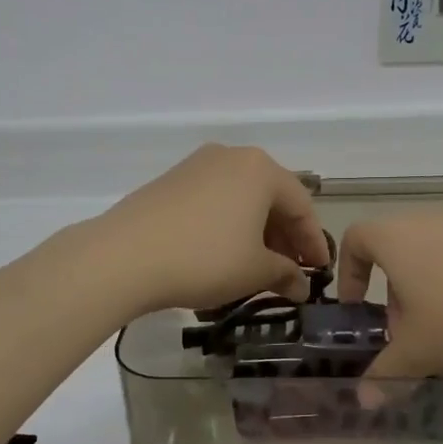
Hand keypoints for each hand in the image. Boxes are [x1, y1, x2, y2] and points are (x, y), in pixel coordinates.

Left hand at [93, 145, 331, 313]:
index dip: (313, 243)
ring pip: (240, 198)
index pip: (301, 206)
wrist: (124, 256)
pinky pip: (213, 201)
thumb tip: (300, 286)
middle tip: (289, 272)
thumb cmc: (204, 259)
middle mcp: (230, 157)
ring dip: (255, 231)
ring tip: (256, 266)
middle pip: (270, 197)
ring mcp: (196, 166)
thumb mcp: (254, 272)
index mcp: (260, 169)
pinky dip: (227, 225)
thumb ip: (284, 275)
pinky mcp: (169, 181)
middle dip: (284, 236)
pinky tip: (222, 254)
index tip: (318, 273)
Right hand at [338, 212, 442, 378]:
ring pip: (433, 252)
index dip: (349, 273)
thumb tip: (363, 401)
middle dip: (394, 292)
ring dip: (430, 288)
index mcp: (394, 237)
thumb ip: (387, 373)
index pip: (354, 240)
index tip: (358, 308)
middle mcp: (426, 218)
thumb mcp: (421, 351)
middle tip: (408, 332)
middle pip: (396, 250)